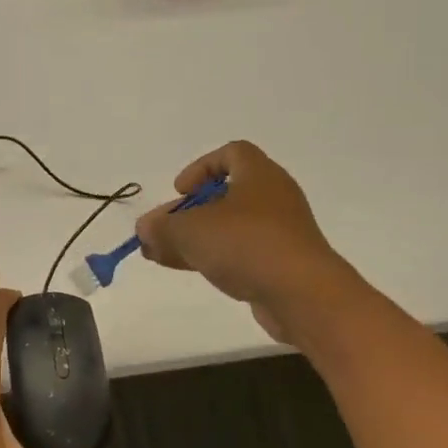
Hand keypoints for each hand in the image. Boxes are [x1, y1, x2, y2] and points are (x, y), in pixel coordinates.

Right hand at [135, 141, 362, 345]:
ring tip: (161, 255)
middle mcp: (274, 197)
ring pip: (231, 227)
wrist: (302, 294)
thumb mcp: (191, 231)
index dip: (201, 168)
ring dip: (197, 238)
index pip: (231, 153)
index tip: (180, 191)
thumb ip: (162, 227)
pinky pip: (242, 252)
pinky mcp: (282, 263)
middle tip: (164, 229)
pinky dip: (215, 256)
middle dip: (190, 211)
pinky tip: (188, 270)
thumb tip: (144, 228)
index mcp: (259, 174)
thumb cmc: (246, 244)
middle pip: (226, 194)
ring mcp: (281, 232)